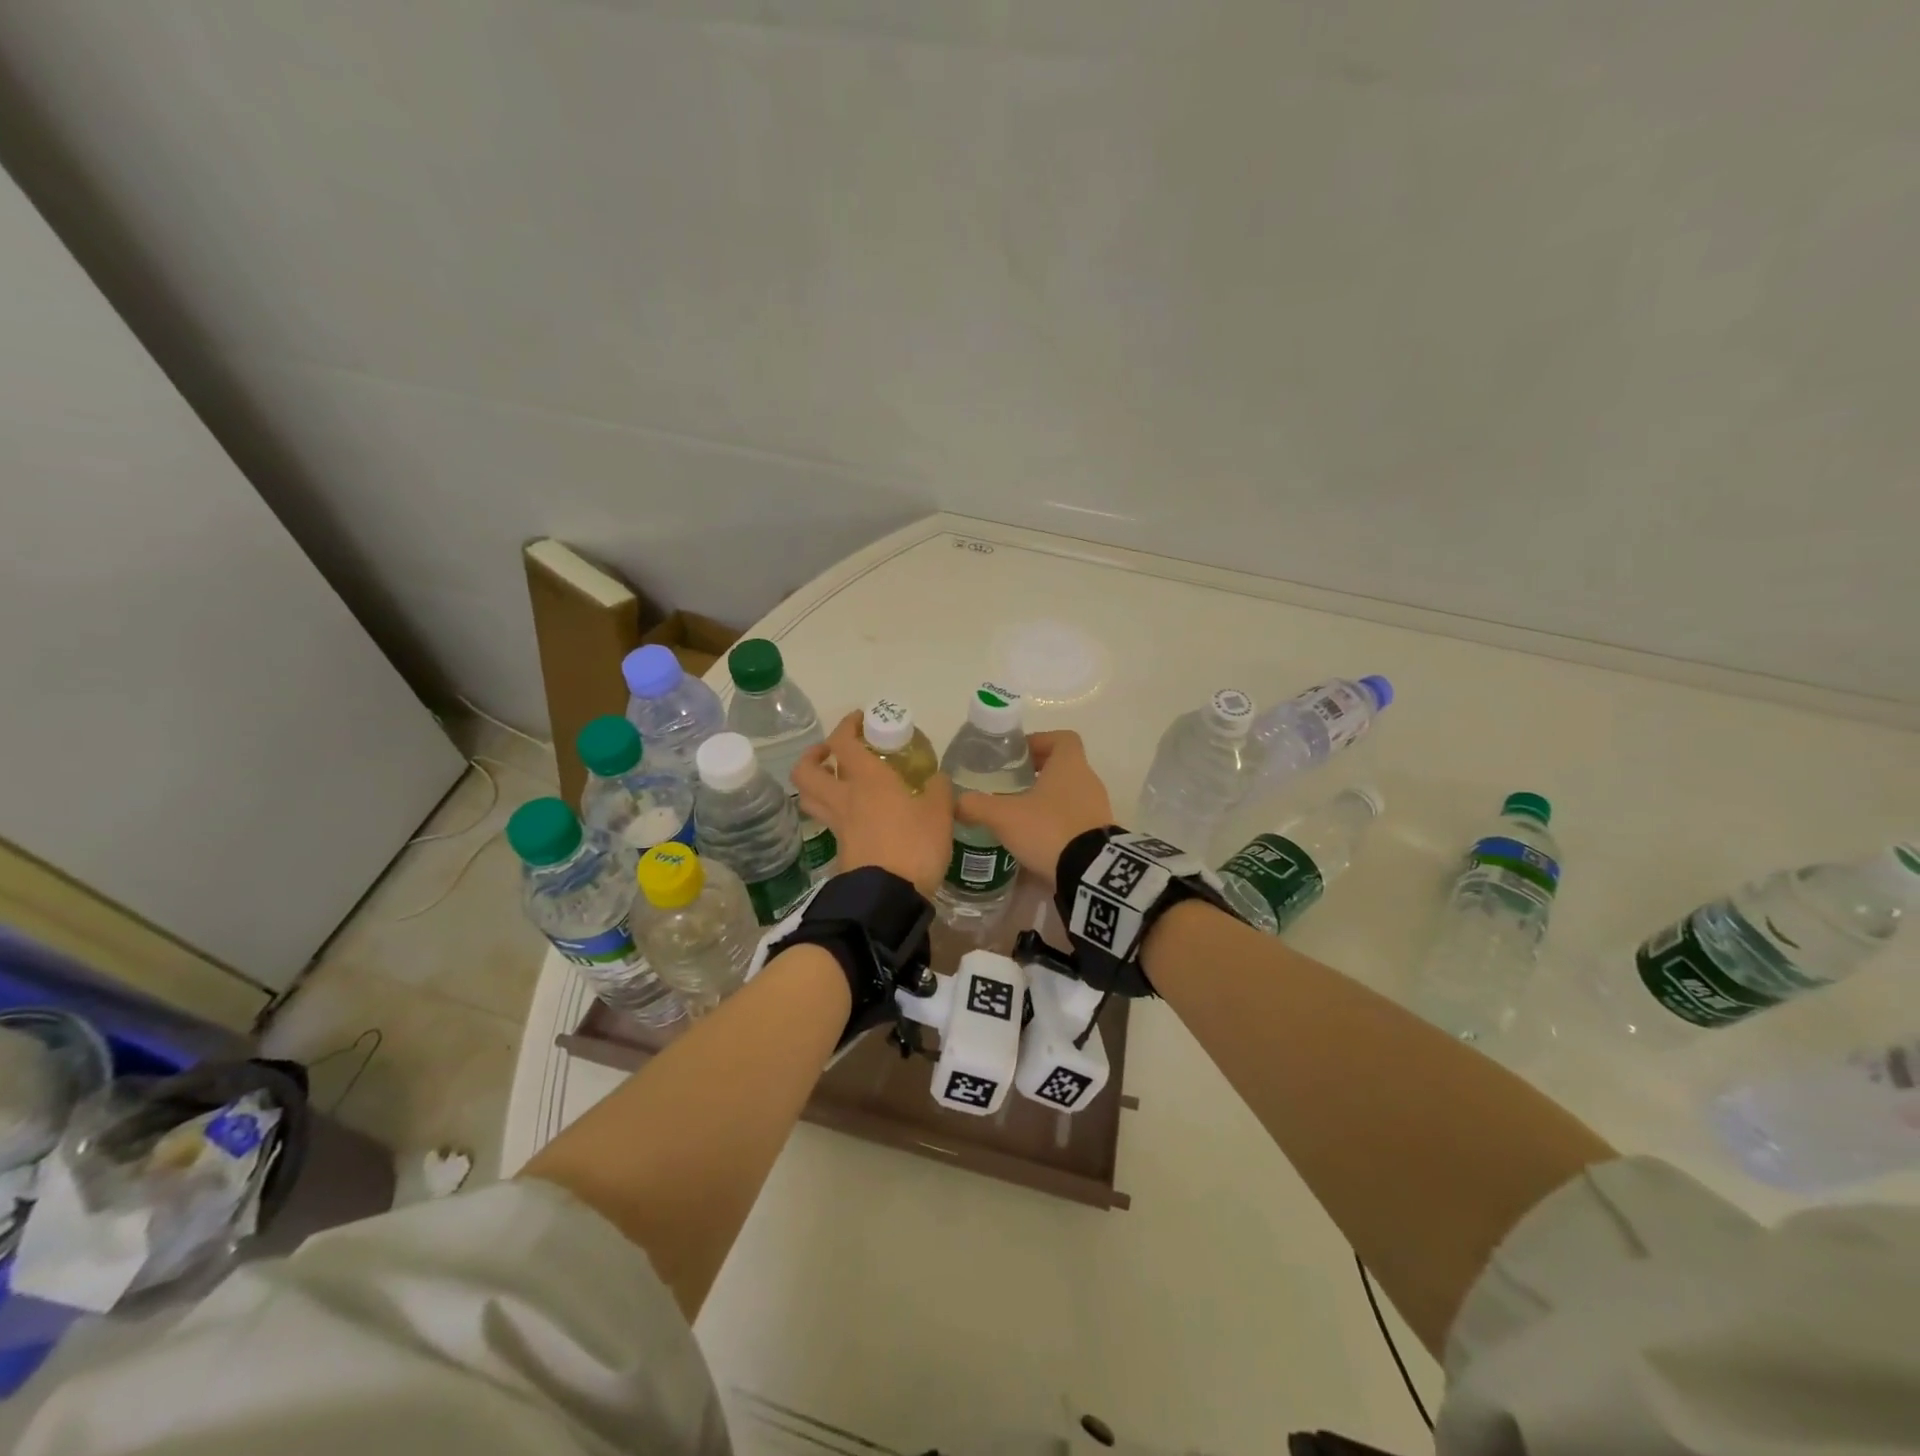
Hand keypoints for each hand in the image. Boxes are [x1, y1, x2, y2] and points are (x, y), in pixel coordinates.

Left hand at [792, 711, 953, 898]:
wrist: (889, 897)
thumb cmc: (914, 846)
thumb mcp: (940, 813)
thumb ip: (938, 790)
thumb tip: (936, 778)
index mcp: (867, 780)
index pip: (844, 742)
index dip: (847, 725)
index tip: (861, 719)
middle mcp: (845, 798)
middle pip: (806, 771)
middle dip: (814, 755)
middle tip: (832, 753)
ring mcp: (839, 825)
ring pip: (811, 797)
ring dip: (817, 783)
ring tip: (838, 780)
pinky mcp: (841, 849)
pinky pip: (828, 821)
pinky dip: (835, 811)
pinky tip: (858, 813)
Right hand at [954, 730, 1112, 890]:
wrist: (1089, 873)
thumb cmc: (1048, 829)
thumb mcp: (1004, 816)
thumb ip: (977, 805)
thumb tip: (956, 802)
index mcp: (1070, 765)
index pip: (1062, 738)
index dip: (1040, 741)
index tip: (1017, 756)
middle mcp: (1088, 780)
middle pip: (1063, 767)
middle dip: (1037, 774)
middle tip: (1009, 786)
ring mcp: (1097, 808)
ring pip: (1069, 794)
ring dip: (1046, 800)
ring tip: (1018, 815)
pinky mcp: (1099, 835)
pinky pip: (1075, 819)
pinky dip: (1056, 823)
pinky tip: (1034, 840)